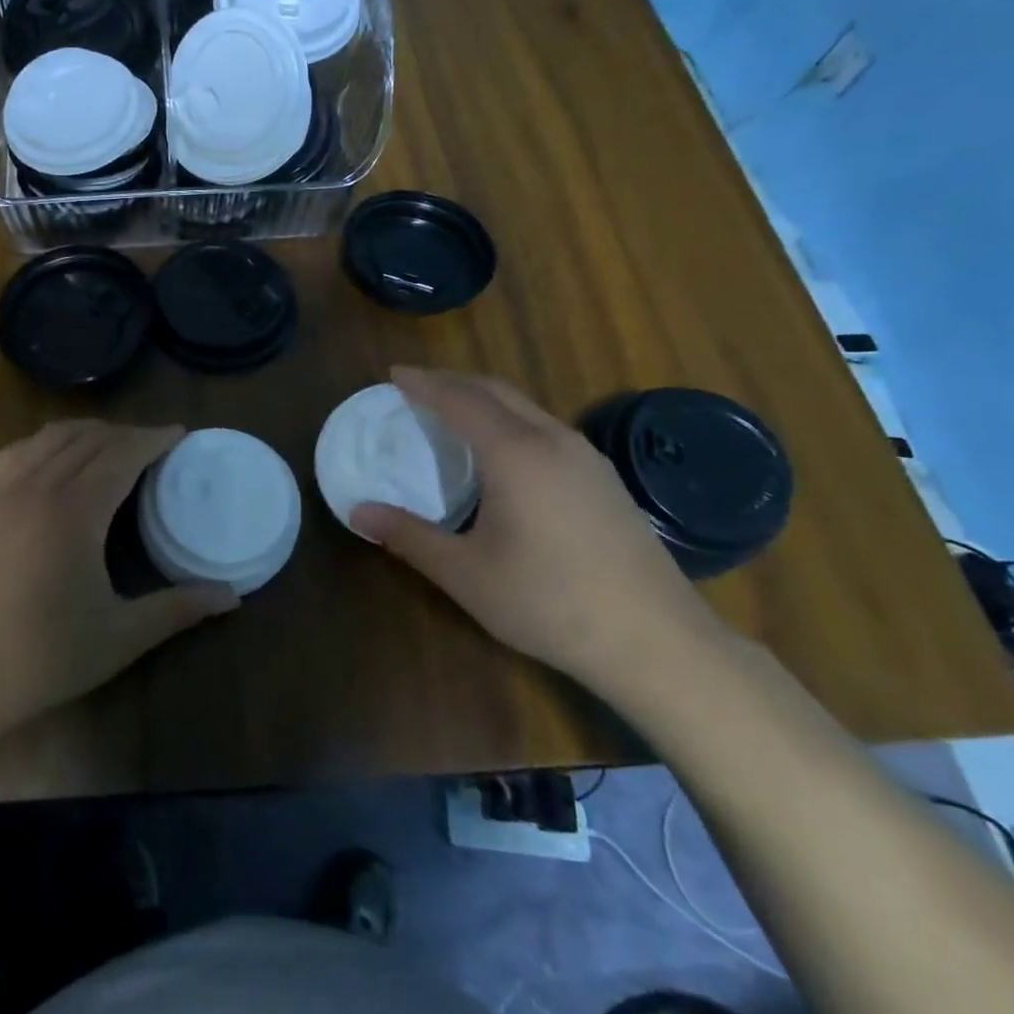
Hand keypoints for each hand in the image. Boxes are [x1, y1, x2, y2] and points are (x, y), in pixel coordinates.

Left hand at [0, 420, 239, 746]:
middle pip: (88, 440)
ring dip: (87, 433)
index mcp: (75, 512)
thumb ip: (178, 609)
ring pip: (50, 439)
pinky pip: (17, 453)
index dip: (152, 439)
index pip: (121, 454)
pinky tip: (55, 460)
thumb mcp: (120, 636)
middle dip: (126, 434)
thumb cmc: (43, 658)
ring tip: (112, 445)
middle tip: (156, 446)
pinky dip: (46, 443)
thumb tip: (232, 596)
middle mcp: (38, 489)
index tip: (179, 433)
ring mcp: (3, 495)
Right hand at [351, 368, 723, 692]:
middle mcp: (553, 440)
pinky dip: (510, 420)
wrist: (656, 640)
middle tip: (416, 386)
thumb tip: (357, 513)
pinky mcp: (606, 478)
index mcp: (515, 453)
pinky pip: (545, 427)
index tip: (394, 373)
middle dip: (452, 381)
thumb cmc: (549, 602)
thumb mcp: (465, 574)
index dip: (423, 383)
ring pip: (526, 407)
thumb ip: (409, 537)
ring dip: (484, 399)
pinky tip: (504, 451)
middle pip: (495, 390)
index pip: (459, 399)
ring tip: (453, 412)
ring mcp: (586, 457)